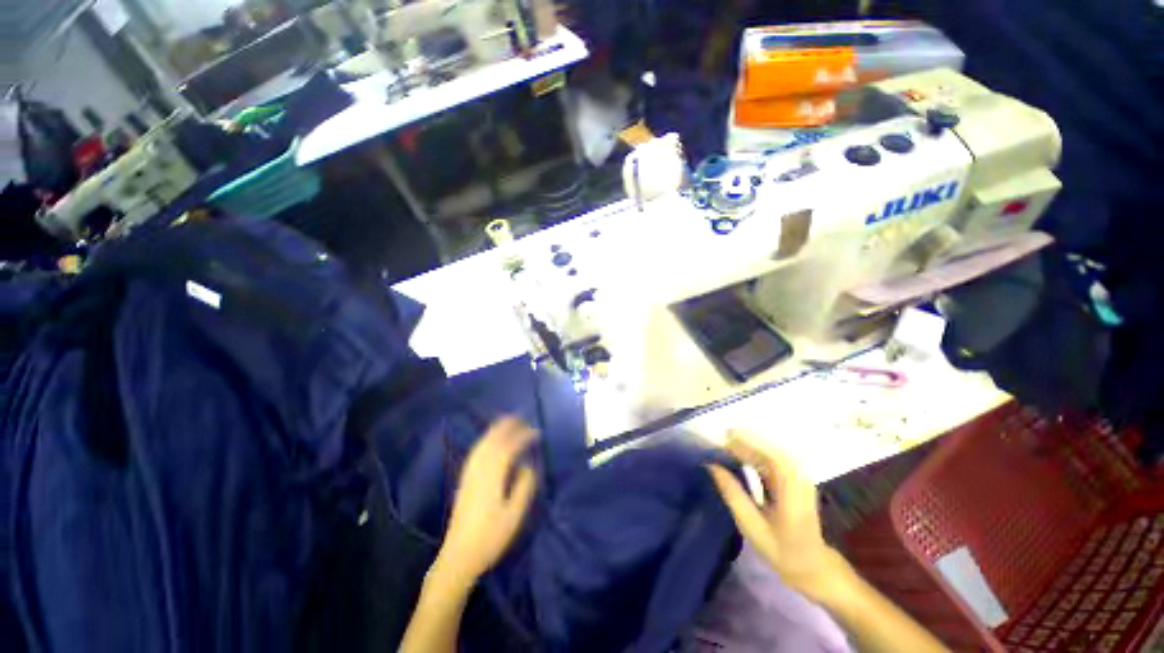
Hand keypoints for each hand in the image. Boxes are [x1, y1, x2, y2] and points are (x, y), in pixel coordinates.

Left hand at [438, 417, 538, 581]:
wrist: (459, 556)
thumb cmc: (491, 537)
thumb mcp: (514, 515)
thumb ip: (524, 486)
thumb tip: (528, 465)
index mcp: (492, 476)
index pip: (509, 447)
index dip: (523, 436)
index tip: (537, 433)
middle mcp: (479, 469)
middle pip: (493, 439)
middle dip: (508, 426)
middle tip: (523, 418)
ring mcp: (469, 473)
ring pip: (483, 443)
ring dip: (496, 429)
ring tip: (510, 422)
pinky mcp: (465, 479)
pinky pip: (476, 450)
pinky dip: (486, 439)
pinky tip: (491, 440)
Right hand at [707, 431, 851, 601]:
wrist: (813, 566)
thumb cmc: (781, 551)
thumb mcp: (751, 526)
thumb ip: (732, 494)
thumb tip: (712, 465)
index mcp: (792, 491)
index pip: (771, 457)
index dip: (747, 443)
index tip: (722, 438)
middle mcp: (799, 478)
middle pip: (770, 448)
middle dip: (744, 440)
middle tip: (717, 438)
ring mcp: (799, 476)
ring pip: (771, 450)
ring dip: (748, 444)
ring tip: (724, 443)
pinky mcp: (795, 477)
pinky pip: (773, 456)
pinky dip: (754, 451)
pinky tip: (739, 454)